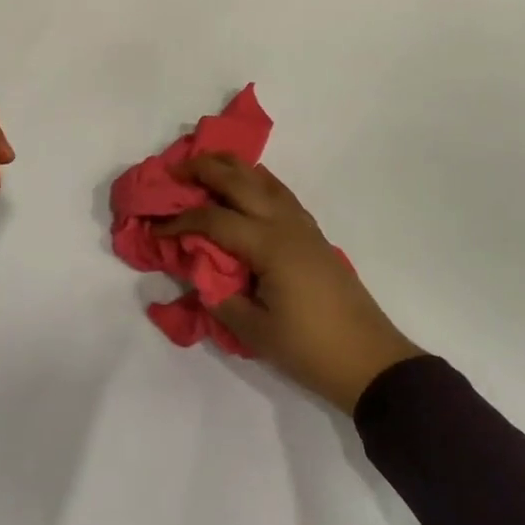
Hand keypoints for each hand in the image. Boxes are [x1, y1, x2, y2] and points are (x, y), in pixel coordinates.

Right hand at [157, 155, 422, 413]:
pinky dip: (256, 179)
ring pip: (262, 178)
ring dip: (231, 167)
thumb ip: (219, 296)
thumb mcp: (255, 331)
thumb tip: (196, 270)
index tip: (155, 229)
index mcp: (268, 244)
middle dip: (203, 169)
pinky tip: (245, 185)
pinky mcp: (312, 232)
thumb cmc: (310, 348)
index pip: (213, 219)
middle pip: (239, 180)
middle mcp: (284, 222)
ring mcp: (302, 224)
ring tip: (205, 165)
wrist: (369, 359)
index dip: (180, 221)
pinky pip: (279, 191)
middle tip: (174, 171)